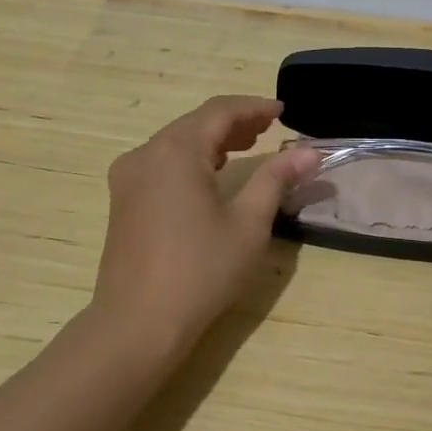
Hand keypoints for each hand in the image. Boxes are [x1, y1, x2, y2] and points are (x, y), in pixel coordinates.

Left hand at [90, 96, 320, 359]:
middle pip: (195, 123)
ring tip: (247, 147)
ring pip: (175, 142)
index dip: (254, 107)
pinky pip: (160, 162)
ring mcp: (128, 177)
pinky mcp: (122, 200)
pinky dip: (190, 158)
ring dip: (212, 140)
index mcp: (176, 151)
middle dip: (234, 122)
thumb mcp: (249, 224)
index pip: (219, 111)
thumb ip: (276, 179)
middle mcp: (146, 154)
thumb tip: (309, 152)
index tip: (283, 112)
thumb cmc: (201, 272)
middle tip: (268, 129)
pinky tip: (210, 174)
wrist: (138, 323)